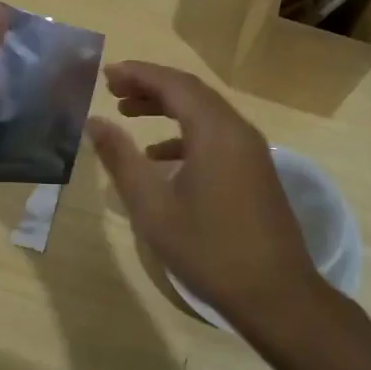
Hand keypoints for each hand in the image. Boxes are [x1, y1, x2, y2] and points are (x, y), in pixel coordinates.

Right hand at [88, 61, 317, 325]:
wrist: (276, 295)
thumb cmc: (208, 248)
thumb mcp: (152, 206)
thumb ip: (120, 158)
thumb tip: (94, 122)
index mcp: (214, 131)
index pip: (173, 83)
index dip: (137, 73)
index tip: (105, 74)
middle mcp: (237, 130)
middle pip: (190, 92)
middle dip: (150, 86)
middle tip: (113, 90)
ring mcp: (252, 150)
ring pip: (204, 113)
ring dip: (167, 107)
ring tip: (129, 114)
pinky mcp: (256, 170)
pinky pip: (217, 136)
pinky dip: (185, 135)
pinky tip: (160, 158)